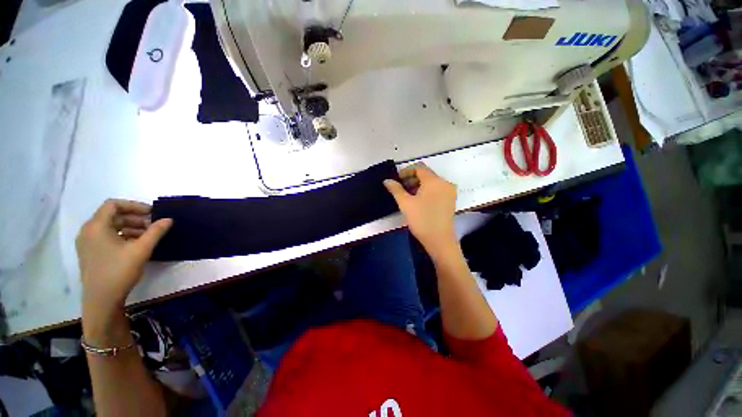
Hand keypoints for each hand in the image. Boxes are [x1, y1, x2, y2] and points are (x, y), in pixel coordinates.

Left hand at [76, 199, 171, 318]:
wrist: (101, 300)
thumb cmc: (119, 271)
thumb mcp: (141, 250)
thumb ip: (155, 232)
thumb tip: (168, 219)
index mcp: (96, 226)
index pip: (113, 205)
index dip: (134, 206)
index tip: (152, 213)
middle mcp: (88, 231)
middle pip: (113, 215)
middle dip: (135, 218)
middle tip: (154, 225)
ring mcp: (88, 243)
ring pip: (111, 226)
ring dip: (131, 227)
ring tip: (148, 235)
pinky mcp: (91, 252)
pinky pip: (107, 236)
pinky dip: (123, 235)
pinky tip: (136, 244)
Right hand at [384, 164, 457, 256]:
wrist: (439, 240)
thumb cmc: (421, 220)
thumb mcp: (405, 203)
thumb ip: (396, 189)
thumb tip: (387, 180)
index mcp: (434, 181)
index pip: (419, 168)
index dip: (406, 171)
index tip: (396, 180)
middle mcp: (445, 182)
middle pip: (426, 174)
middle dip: (411, 179)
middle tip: (400, 188)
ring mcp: (449, 191)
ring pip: (431, 182)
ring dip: (418, 185)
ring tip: (407, 195)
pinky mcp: (450, 200)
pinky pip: (437, 189)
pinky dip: (426, 191)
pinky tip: (418, 200)